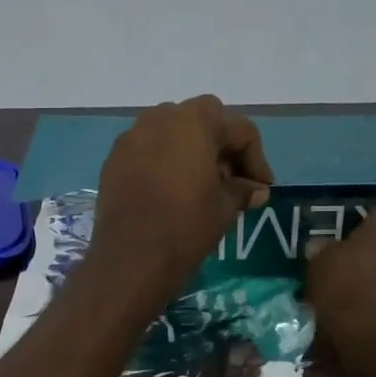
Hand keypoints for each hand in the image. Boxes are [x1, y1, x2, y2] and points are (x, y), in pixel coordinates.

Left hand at [88, 96, 273, 303]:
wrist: (130, 258)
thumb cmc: (186, 227)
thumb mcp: (224, 208)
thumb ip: (242, 190)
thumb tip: (256, 190)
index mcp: (195, 122)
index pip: (239, 130)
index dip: (257, 159)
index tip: (261, 187)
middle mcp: (161, 118)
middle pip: (203, 119)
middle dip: (222, 144)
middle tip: (231, 178)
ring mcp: (132, 136)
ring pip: (171, 130)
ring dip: (190, 148)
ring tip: (200, 183)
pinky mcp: (114, 158)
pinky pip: (147, 148)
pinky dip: (163, 160)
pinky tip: (169, 189)